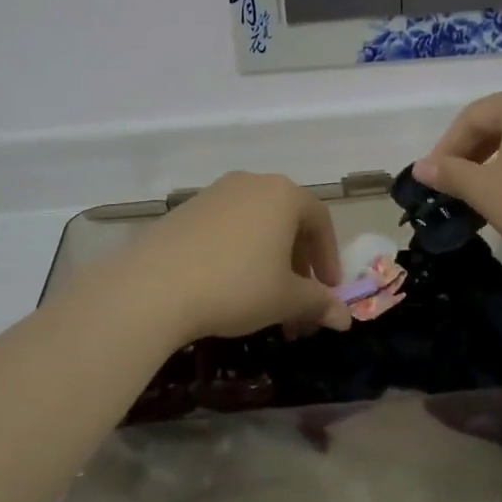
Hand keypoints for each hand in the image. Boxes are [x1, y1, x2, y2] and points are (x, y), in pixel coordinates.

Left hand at [111, 172, 350, 344]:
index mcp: (282, 194)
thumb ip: (318, 303)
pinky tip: (229, 286)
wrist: (156, 285)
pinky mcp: (186, 209)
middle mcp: (251, 183)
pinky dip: (240, 253)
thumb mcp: (285, 299)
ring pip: (257, 225)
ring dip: (269, 261)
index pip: (320, 220)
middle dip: (299, 265)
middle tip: (299, 304)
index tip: (328, 292)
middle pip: (288, 221)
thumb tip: (345, 318)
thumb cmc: (236, 285)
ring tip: (265, 302)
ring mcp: (215, 192)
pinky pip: (227, 227)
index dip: (328, 258)